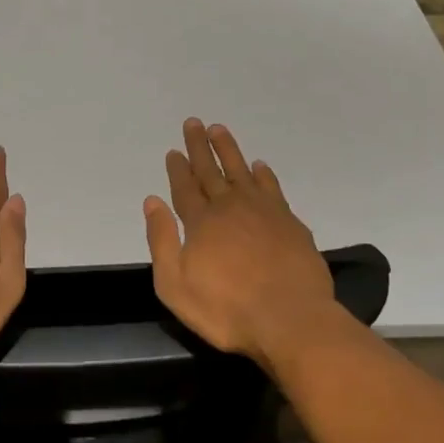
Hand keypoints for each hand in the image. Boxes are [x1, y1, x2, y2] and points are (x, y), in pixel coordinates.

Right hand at [143, 120, 342, 369]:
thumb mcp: (175, 285)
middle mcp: (230, 208)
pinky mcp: (289, 222)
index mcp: (201, 223)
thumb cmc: (227, 310)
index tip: (173, 150)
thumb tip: (152, 201)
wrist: (291, 320)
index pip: (185, 187)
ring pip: (241, 171)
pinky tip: (259, 165)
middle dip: (200, 146)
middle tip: (194, 122)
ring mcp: (263, 212)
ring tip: (220, 129)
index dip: (178, 168)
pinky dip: (264, 174)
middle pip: (211, 171)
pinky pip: (272, 187)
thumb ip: (161, 241)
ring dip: (228, 150)